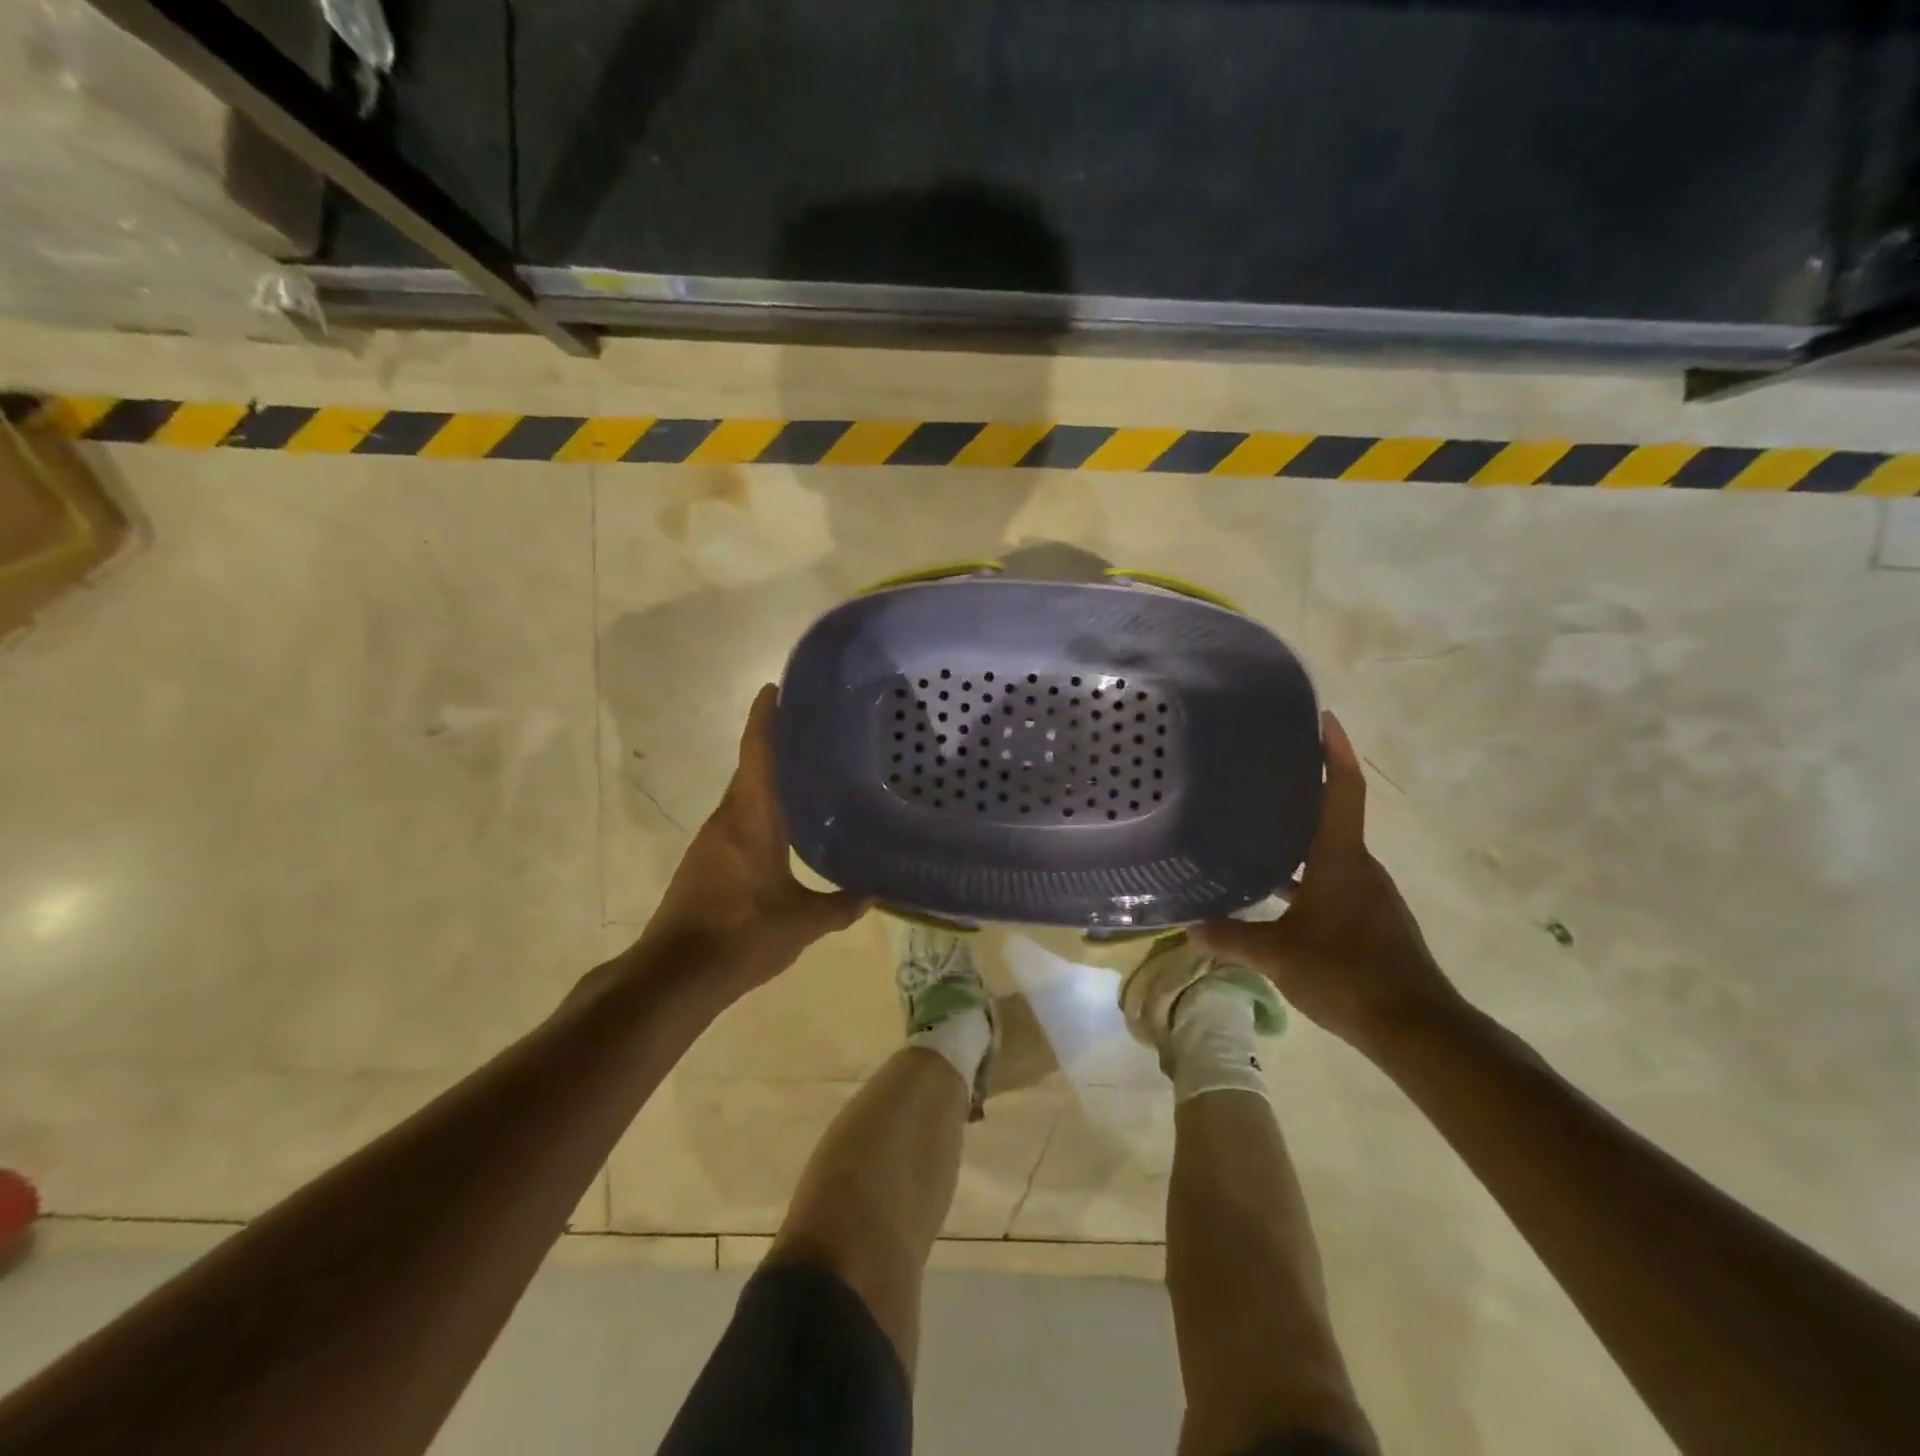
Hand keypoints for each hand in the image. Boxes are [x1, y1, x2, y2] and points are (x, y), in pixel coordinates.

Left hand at [639, 685, 867, 994]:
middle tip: (815, 732)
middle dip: (776, 745)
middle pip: (751, 769)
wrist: (675, 976)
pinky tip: (786, 826)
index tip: (776, 688)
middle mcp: (727, 819)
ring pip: (745, 797)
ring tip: (809, 774)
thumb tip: (873, 893)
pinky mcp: (705, 863)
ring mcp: (712, 842)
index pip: (757, 753)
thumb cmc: (742, 936)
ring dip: (769, 780)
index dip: (766, 717)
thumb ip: (840, 905)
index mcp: (751, 818)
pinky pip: (738, 821)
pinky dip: (761, 810)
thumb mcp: (802, 922)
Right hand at [1196, 711, 1460, 1050]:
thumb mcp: (1279, 956)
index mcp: (1341, 859)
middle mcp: (1359, 866)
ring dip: (1300, 834)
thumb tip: (1189, 926)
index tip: (1323, 718)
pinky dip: (1305, 871)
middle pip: (1332, 814)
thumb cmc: (1348, 975)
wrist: (1416, 1029)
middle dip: (1304, 788)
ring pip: (1330, 850)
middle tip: (1261, 771)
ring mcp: (1367, 893)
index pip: (1343, 791)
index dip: (1335, 752)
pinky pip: (1332, 878)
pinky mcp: (1369, 918)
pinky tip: (1275, 890)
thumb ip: (1232, 937)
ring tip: (1256, 823)